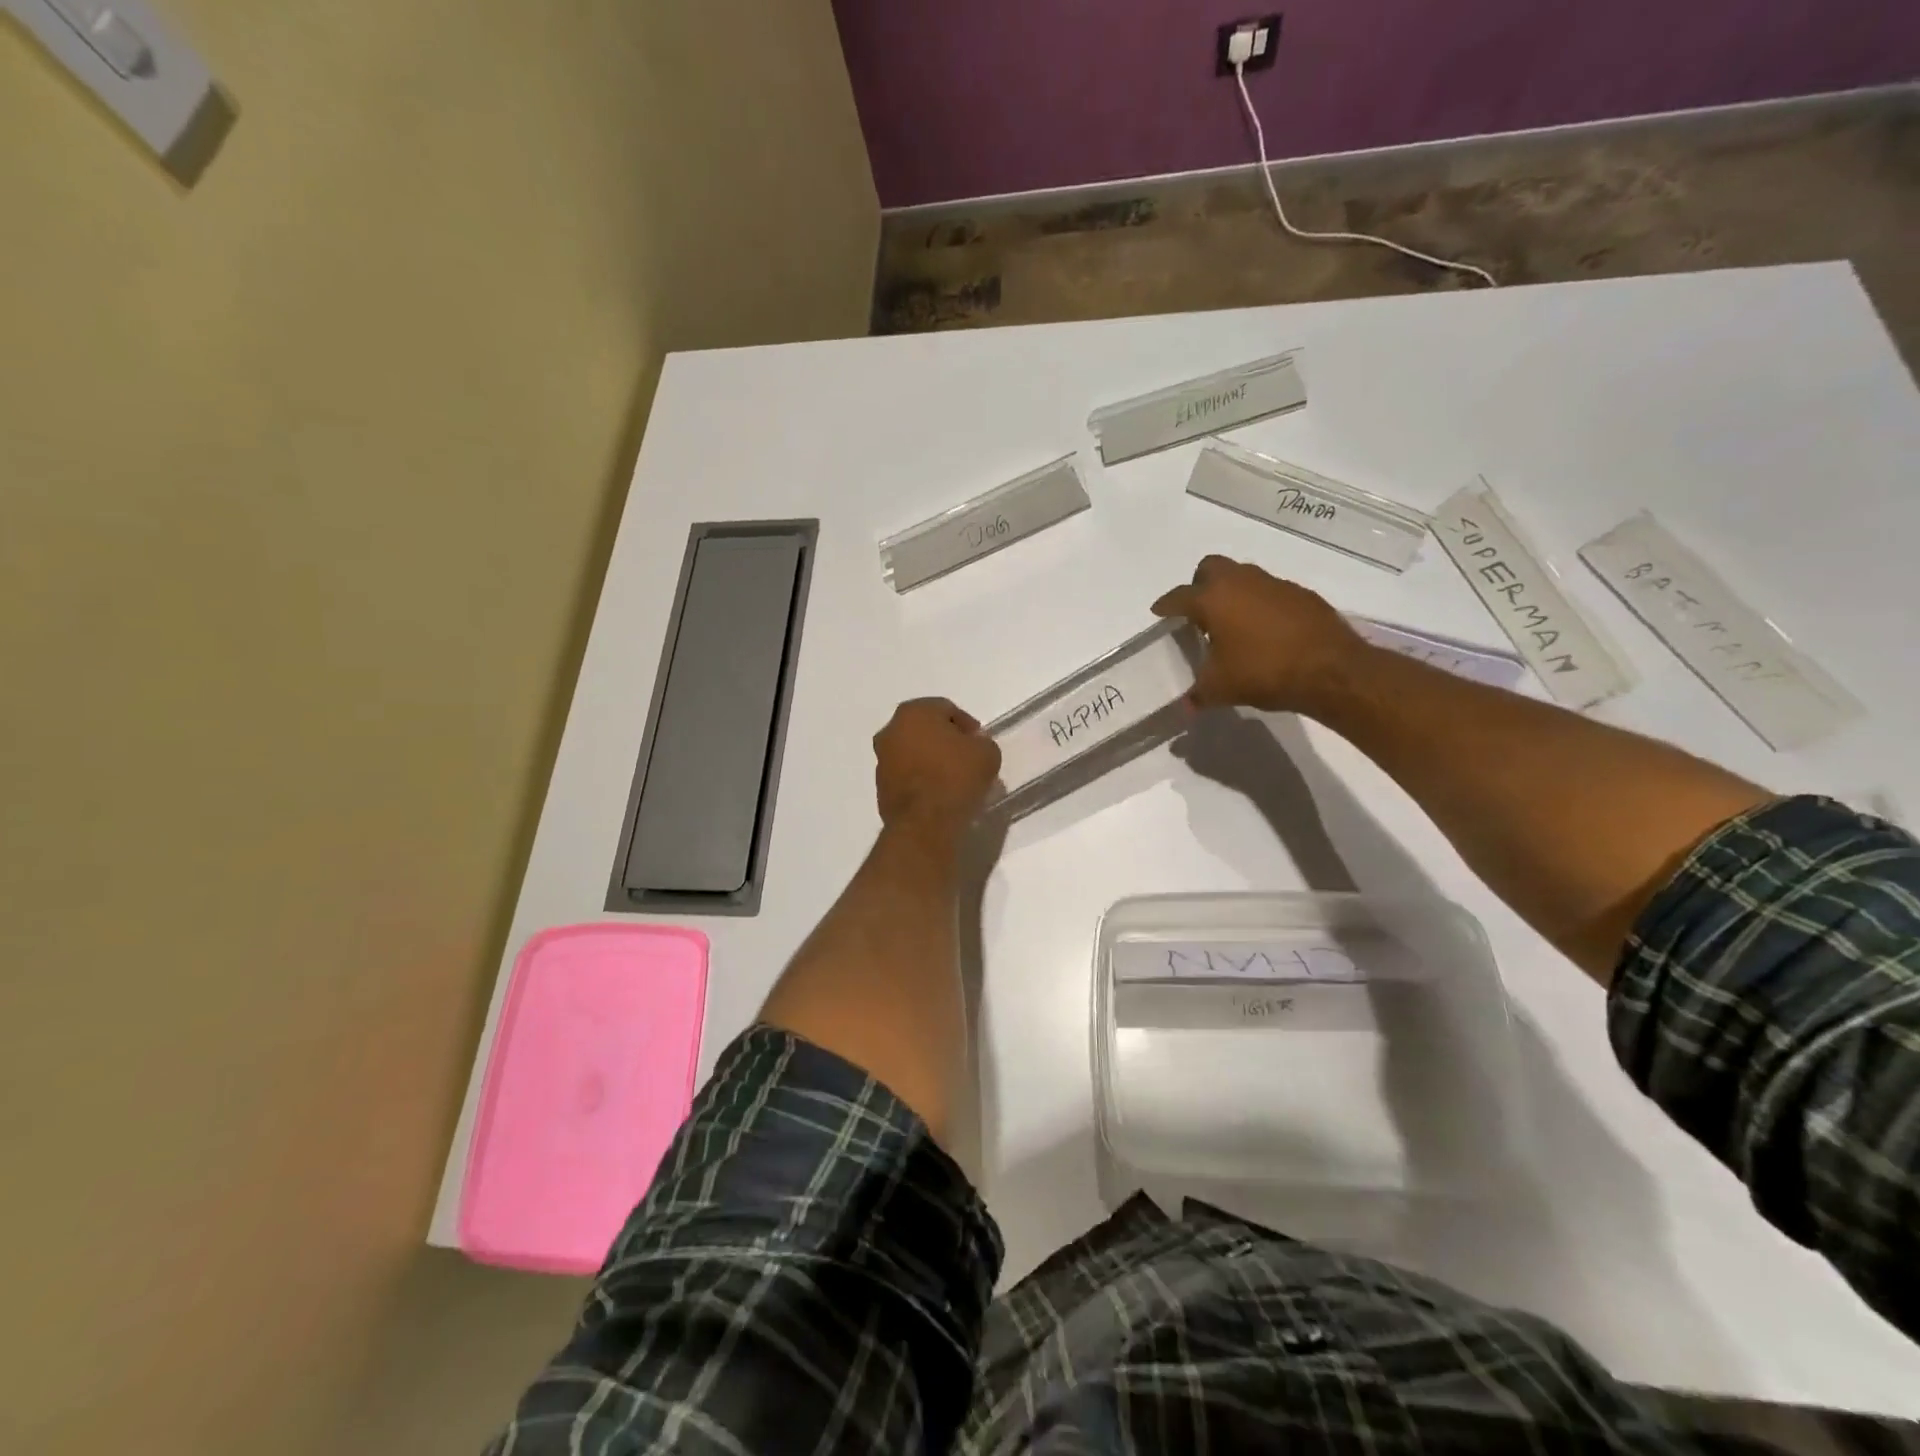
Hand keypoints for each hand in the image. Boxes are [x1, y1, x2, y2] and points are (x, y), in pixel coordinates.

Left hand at [873, 698, 1001, 833]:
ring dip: (931, 760)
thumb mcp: (987, 753)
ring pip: (913, 753)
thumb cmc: (956, 777)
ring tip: (953, 779)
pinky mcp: (880, 787)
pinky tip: (939, 794)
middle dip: (945, 741)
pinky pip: (906, 776)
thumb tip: (972, 747)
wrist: (925, 823)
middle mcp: (891, 731)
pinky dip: (920, 780)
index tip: (979, 743)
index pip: (946, 709)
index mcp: (914, 712)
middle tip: (967, 758)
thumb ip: (981, 743)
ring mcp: (881, 760)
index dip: (966, 725)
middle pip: (925, 730)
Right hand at [1151, 556, 1365, 711]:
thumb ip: (1198, 694)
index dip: (1166, 606)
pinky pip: (1270, 592)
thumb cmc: (1263, 672)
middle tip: (1198, 611)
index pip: (1179, 596)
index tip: (1159, 612)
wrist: (1330, 669)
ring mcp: (1274, 584)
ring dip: (1233, 593)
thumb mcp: (1220, 688)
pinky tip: (1265, 632)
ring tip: (1231, 623)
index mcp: (1213, 599)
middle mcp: (1241, 582)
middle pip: (1211, 568)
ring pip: (1243, 576)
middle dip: (1199, 584)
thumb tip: (1186, 707)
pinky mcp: (1301, 594)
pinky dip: (1261, 605)